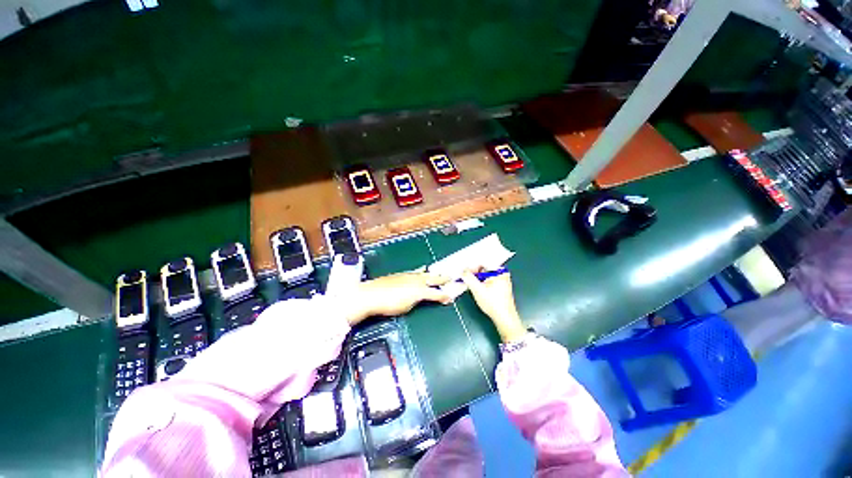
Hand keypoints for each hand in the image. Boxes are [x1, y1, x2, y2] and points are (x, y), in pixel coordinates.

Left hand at [346, 271, 452, 324]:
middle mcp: (417, 280)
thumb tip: (420, 298)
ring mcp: (409, 275)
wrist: (371, 294)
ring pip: (425, 273)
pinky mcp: (401, 274)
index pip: (436, 293)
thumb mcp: (407, 307)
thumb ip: (417, 301)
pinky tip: (422, 270)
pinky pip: (415, 272)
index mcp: (420, 290)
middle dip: (443, 278)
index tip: (451, 298)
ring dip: (433, 274)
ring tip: (439, 272)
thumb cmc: (390, 304)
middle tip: (451, 277)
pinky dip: (421, 272)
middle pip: (433, 278)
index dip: (445, 296)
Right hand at [460, 270, 526, 342]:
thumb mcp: (477, 289)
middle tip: (464, 276)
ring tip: (468, 282)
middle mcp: (502, 274)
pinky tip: (474, 287)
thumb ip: (468, 278)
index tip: (463, 271)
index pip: (483, 263)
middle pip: (484, 269)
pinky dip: (480, 282)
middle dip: (473, 272)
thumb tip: (463, 271)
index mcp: (500, 271)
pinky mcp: (499, 287)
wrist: (504, 319)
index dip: (472, 266)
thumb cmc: (494, 304)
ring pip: (485, 275)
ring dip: (476, 278)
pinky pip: (487, 280)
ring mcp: (502, 281)